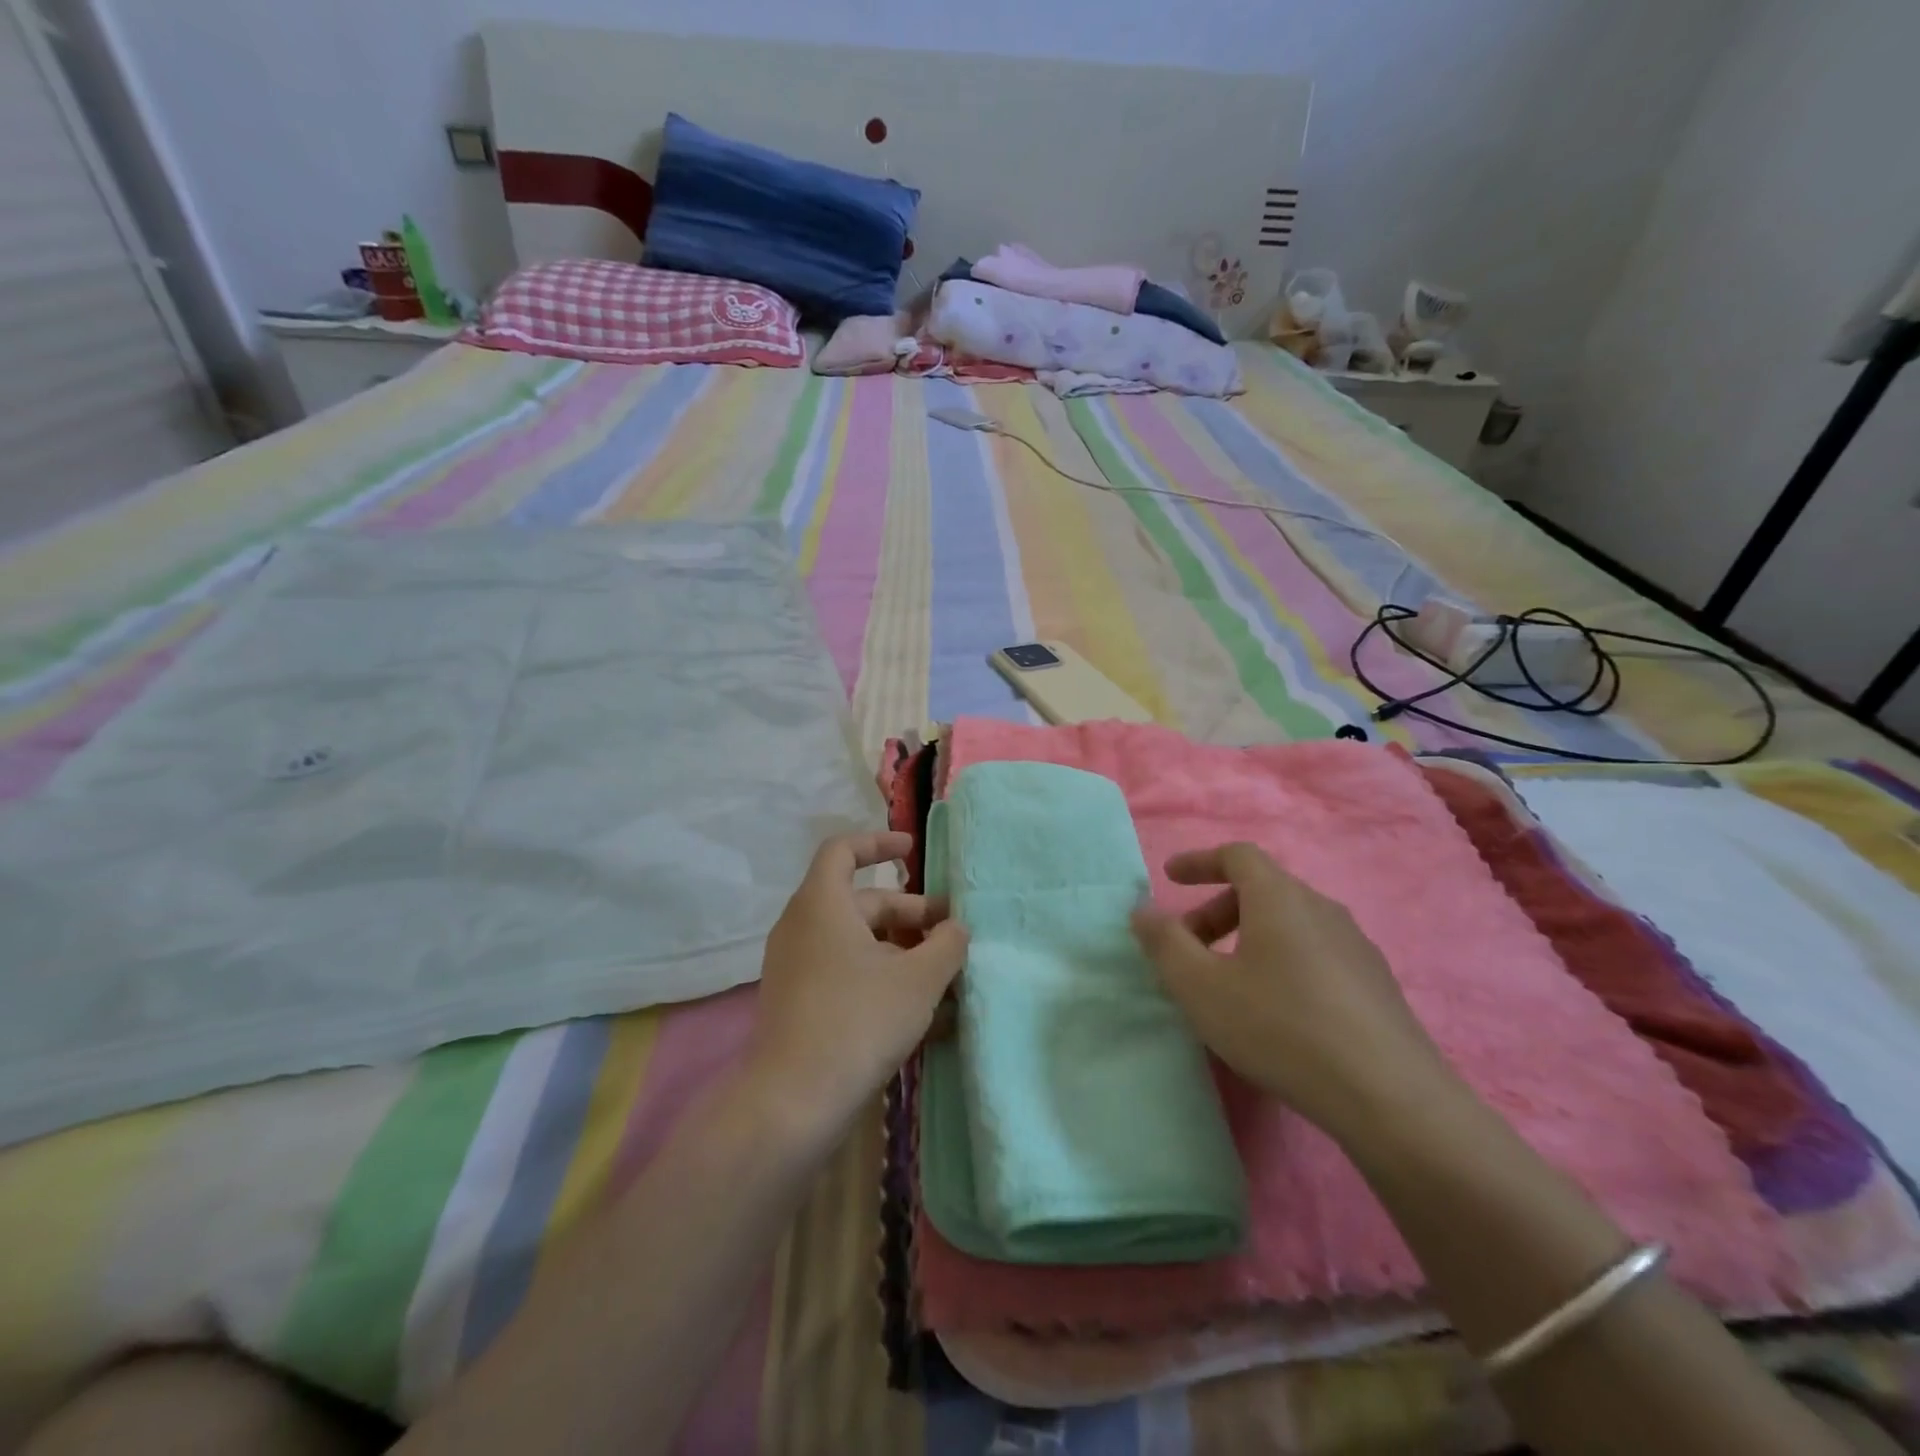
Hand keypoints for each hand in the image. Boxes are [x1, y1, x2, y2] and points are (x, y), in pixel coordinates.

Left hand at [745, 831, 967, 1140]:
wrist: (794, 1101)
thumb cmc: (859, 1020)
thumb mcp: (918, 979)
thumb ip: (947, 945)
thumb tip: (956, 928)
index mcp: (822, 904)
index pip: (843, 850)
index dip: (878, 843)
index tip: (912, 851)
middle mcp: (802, 927)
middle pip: (861, 902)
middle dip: (910, 913)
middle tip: (952, 934)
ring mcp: (797, 967)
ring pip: (856, 943)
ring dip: (901, 951)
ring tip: (945, 977)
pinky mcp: (798, 1003)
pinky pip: (845, 974)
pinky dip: (880, 979)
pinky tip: (921, 1012)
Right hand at [1130, 842, 1457, 1143]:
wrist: (1390, 1098)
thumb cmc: (1281, 1028)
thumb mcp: (1202, 988)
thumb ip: (1165, 942)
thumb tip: (1143, 908)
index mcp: (1280, 898)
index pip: (1237, 855)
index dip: (1199, 861)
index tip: (1170, 878)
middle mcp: (1322, 908)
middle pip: (1262, 890)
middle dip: (1216, 910)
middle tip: (1189, 949)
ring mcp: (1356, 946)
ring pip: (1289, 923)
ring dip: (1249, 937)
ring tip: (1229, 983)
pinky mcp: (1376, 984)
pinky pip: (1315, 952)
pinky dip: (1281, 961)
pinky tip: (1277, 1010)